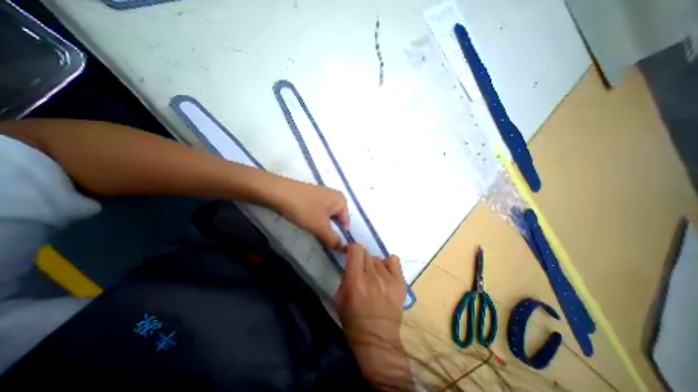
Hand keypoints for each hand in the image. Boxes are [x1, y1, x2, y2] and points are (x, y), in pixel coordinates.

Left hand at [270, 178, 349, 247]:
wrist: (279, 192)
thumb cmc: (304, 208)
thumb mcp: (320, 227)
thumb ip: (333, 239)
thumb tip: (341, 248)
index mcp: (341, 200)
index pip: (346, 223)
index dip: (340, 235)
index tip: (331, 244)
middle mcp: (335, 194)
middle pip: (336, 218)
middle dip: (329, 229)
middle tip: (319, 237)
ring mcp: (323, 193)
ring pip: (326, 215)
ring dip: (321, 224)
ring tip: (311, 229)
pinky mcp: (312, 194)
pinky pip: (318, 209)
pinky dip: (314, 217)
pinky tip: (305, 220)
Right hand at [333, 244, 409, 389]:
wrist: (378, 341)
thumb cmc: (354, 322)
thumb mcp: (340, 299)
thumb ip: (345, 277)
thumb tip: (351, 263)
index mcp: (356, 280)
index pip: (356, 250)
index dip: (350, 247)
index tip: (348, 252)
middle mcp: (373, 276)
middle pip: (366, 253)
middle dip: (360, 257)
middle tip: (359, 267)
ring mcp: (389, 279)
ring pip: (378, 258)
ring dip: (372, 263)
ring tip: (372, 275)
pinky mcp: (400, 283)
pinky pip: (394, 261)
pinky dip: (388, 264)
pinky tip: (385, 273)